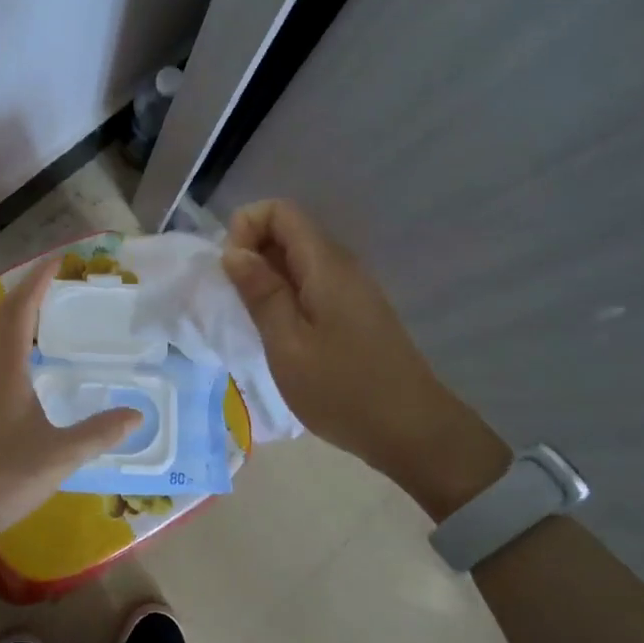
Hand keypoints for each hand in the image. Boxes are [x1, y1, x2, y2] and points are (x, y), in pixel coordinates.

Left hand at [0, 256, 142, 538]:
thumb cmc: (3, 475)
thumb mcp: (60, 454)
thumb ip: (100, 432)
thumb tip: (138, 415)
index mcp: (4, 366)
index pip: (22, 308)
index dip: (39, 280)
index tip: (59, 260)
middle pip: (2, 314)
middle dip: (26, 292)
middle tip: (55, 282)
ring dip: (12, 313)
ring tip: (40, 311)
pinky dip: (4, 337)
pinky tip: (19, 357)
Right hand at [220, 200, 508, 512]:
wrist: (412, 432)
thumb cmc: (343, 389)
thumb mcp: (288, 344)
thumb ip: (260, 292)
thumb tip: (233, 251)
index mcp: (325, 264)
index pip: (280, 211)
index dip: (246, 227)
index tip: (231, 270)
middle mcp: (341, 265)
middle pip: (289, 231)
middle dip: (252, 253)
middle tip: (236, 301)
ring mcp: (352, 288)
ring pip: (298, 259)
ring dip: (266, 278)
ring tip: (253, 320)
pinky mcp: (354, 311)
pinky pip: (311, 284)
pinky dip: (286, 296)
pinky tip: (279, 333)